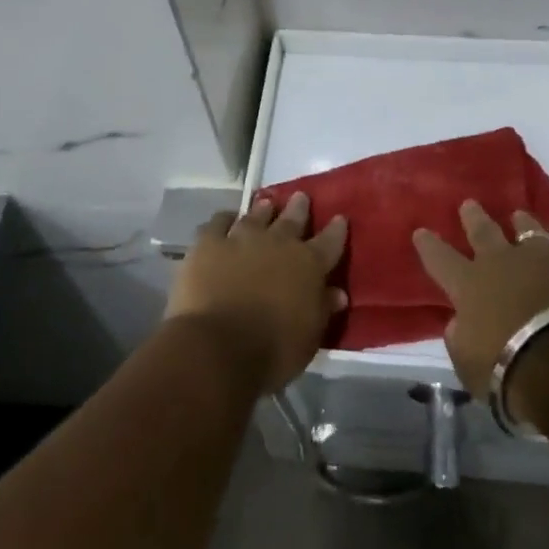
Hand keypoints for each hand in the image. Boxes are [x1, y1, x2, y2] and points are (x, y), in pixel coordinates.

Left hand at [165, 193, 347, 394]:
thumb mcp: (309, 337)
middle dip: (298, 208)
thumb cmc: (272, 351)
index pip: (329, 241)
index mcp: (308, 265)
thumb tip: (337, 293)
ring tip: (266, 203)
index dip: (336, 230)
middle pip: (292, 219)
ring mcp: (242, 239)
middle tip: (300, 197)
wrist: (218, 347)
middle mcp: (279, 243)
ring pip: (256, 216)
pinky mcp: (209, 244)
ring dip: (263, 209)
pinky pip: (217, 223)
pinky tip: (225, 219)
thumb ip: (322, 310)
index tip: (339, 218)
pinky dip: (224, 219)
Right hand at [412, 201, 548, 409]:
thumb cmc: (507, 369)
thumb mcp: (467, 361)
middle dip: (473, 217)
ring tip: (519, 216)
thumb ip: (460, 335)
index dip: (429, 245)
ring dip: (521, 223)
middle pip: (482, 231)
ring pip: (527, 230)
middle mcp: (501, 262)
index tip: (421, 231)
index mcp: (469, 284)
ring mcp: (540, 258)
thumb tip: (461, 321)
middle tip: (469, 204)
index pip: (440, 258)